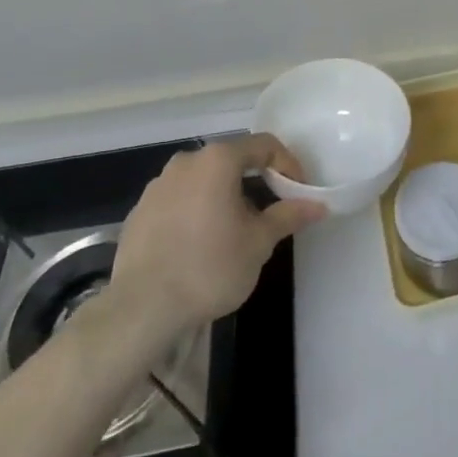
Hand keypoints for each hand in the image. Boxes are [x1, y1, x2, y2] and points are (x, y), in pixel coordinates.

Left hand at [108, 134, 325, 333]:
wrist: (140, 311)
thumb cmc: (209, 268)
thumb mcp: (259, 243)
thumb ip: (288, 216)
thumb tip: (318, 205)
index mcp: (218, 160)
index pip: (264, 145)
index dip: (287, 164)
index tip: (298, 192)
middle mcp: (186, 161)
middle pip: (231, 160)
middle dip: (254, 181)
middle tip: (269, 212)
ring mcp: (158, 185)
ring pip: (202, 180)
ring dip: (223, 197)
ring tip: (233, 232)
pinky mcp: (139, 212)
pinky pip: (178, 201)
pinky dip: (195, 212)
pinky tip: (198, 246)